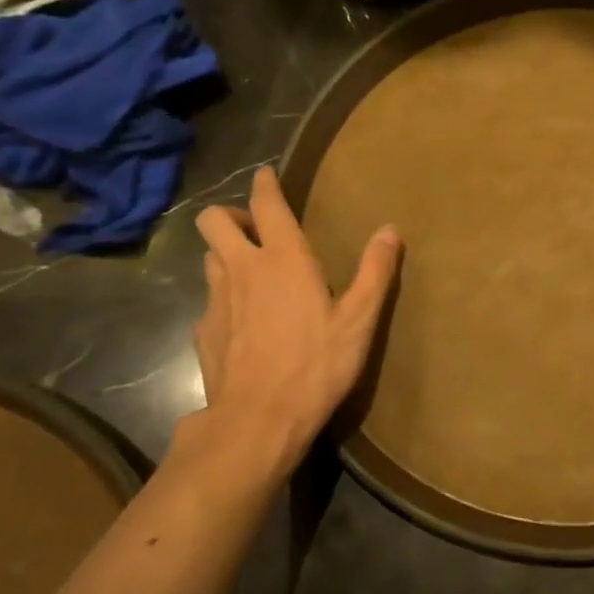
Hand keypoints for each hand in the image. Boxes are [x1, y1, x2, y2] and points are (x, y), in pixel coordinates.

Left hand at [189, 167, 399, 474]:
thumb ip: (375, 271)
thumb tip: (390, 229)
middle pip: (214, 220)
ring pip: (209, 258)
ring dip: (227, 255)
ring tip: (252, 275)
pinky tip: (244, 324)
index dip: (266, 185)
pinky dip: (225, 300)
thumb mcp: (359, 320)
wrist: (259, 419)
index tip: (266, 174)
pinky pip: (210, 301)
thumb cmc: (317, 365)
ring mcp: (216, 301)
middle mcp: (243, 269)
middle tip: (256, 232)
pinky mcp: (203, 332)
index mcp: (284, 260)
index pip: (267, 205)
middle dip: (232, 216)